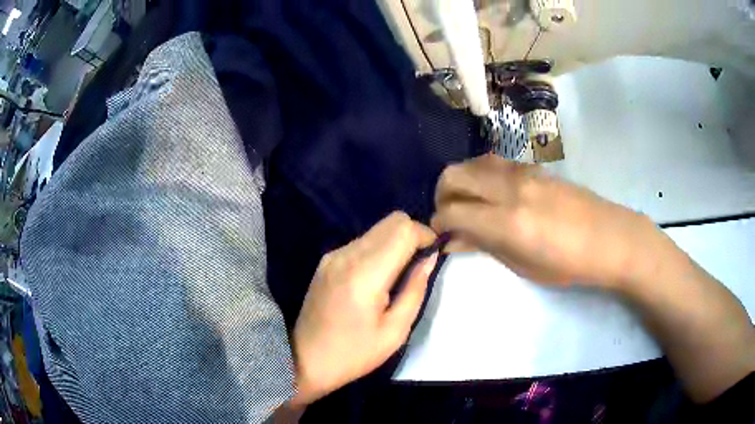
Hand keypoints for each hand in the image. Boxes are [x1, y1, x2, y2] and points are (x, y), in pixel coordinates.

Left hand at [290, 212, 437, 406]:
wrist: (305, 359)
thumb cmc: (354, 353)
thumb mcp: (395, 331)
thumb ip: (415, 290)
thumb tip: (429, 259)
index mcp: (366, 274)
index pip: (403, 229)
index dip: (425, 235)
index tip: (433, 255)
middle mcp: (347, 255)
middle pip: (391, 221)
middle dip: (413, 235)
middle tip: (420, 263)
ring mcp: (334, 255)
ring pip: (377, 229)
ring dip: (395, 242)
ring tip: (399, 274)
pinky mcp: (326, 260)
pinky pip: (362, 242)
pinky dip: (378, 250)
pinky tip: (377, 278)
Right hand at [432, 154, 661, 288]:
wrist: (610, 238)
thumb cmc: (569, 264)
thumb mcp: (524, 266)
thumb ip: (486, 246)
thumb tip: (453, 240)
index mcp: (508, 222)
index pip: (453, 212)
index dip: (438, 222)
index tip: (439, 233)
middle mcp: (510, 188)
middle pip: (454, 174)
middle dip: (442, 194)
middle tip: (448, 214)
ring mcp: (523, 172)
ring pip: (473, 162)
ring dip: (461, 181)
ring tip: (469, 203)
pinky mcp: (533, 167)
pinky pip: (494, 163)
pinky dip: (481, 175)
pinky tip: (492, 194)